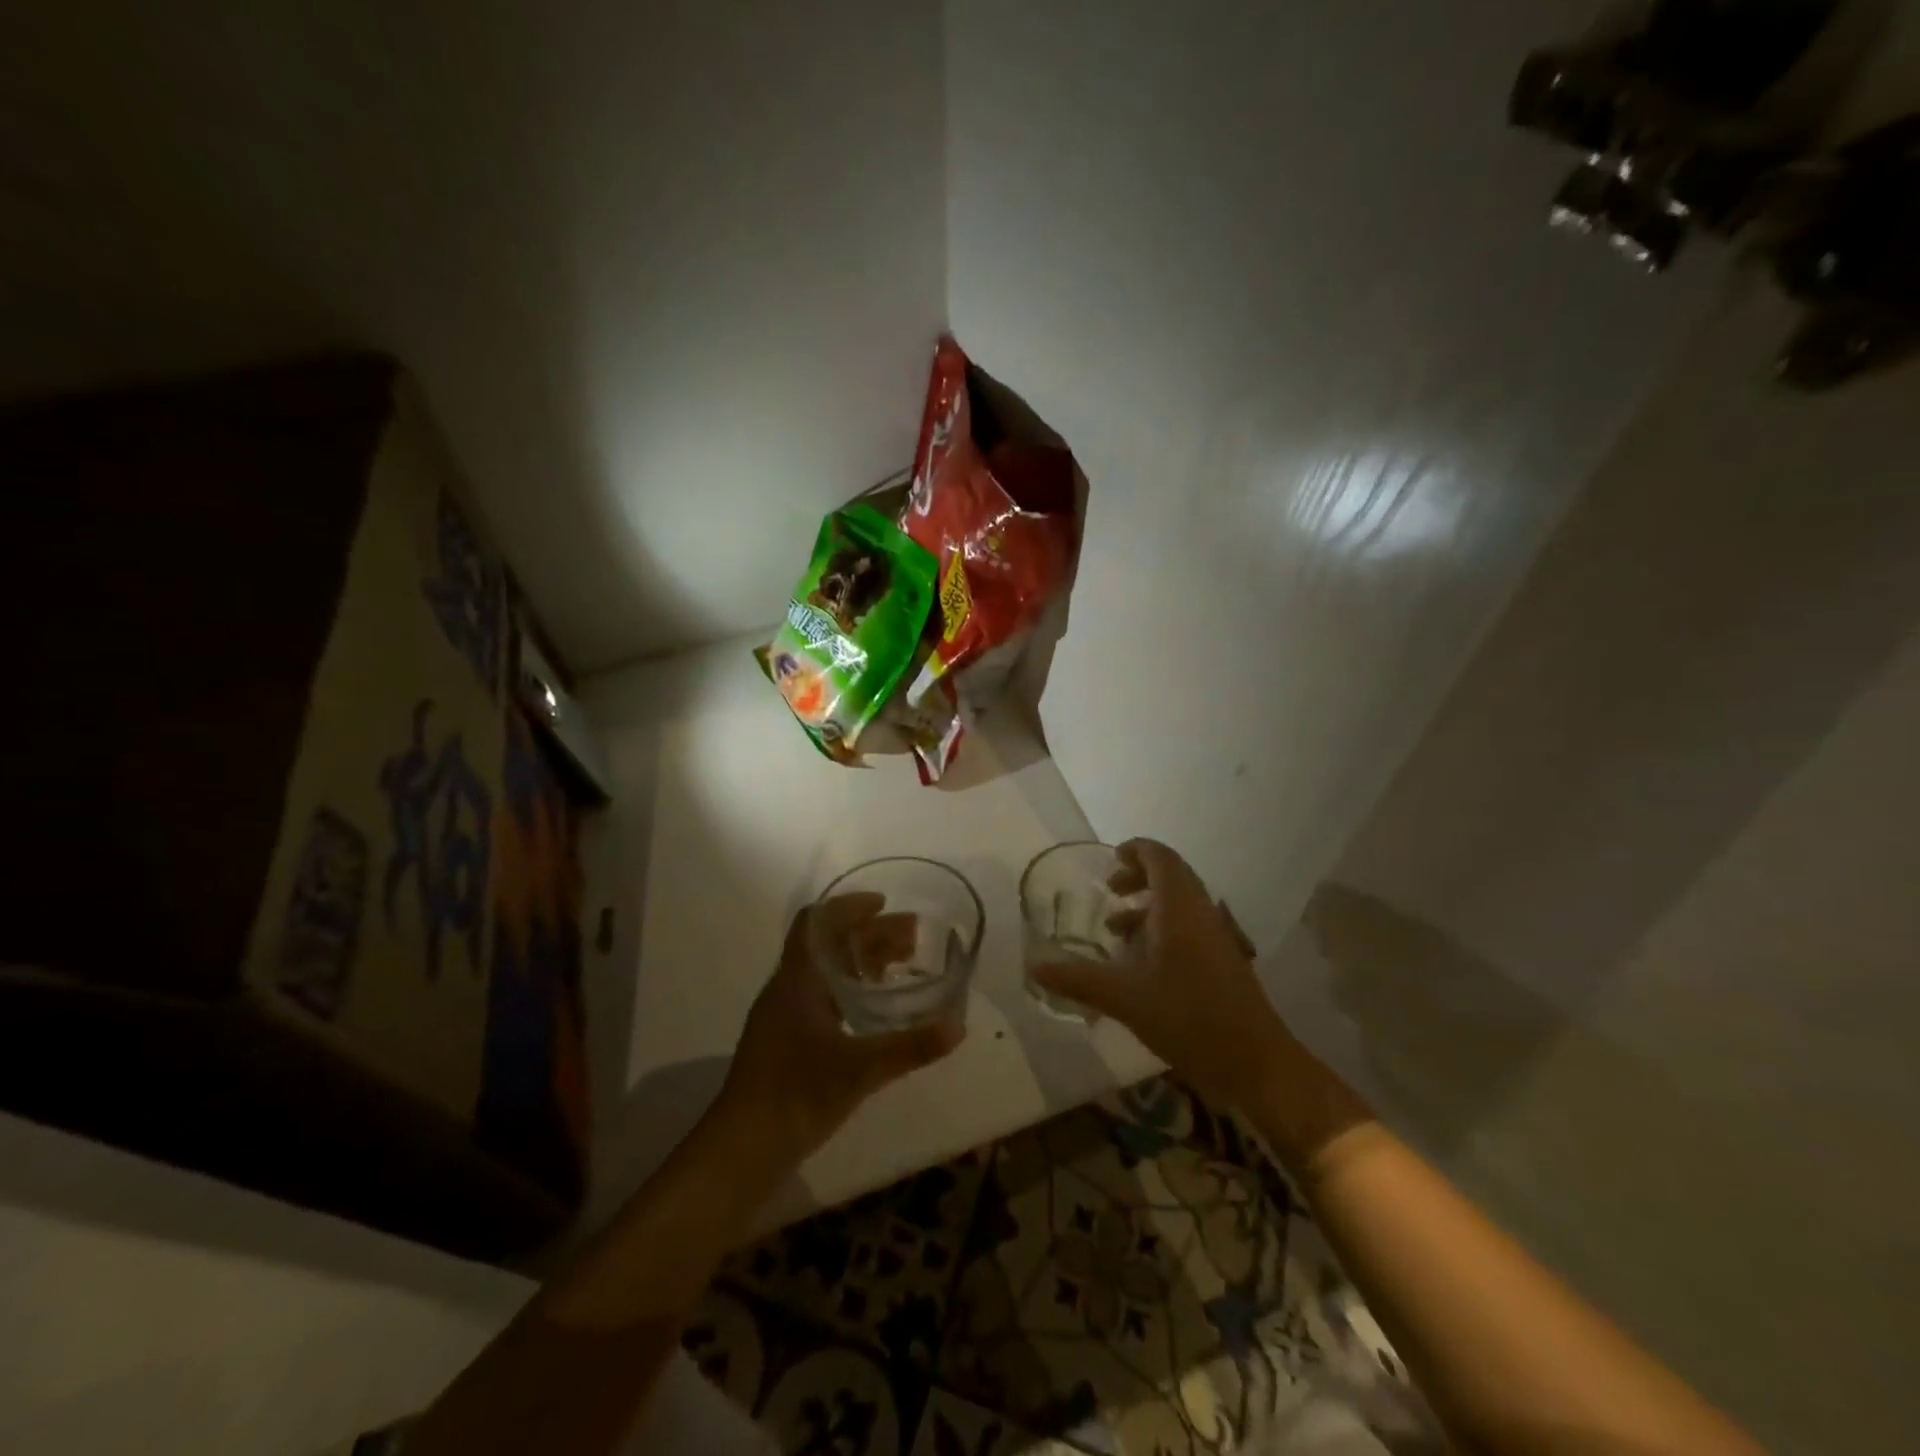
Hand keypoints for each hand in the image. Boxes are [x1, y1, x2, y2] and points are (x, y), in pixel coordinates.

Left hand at [719, 898, 965, 1161]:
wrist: (742, 1149)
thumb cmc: (796, 1094)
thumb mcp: (860, 1070)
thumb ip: (910, 1047)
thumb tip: (958, 1026)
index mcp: (798, 979)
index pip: (817, 922)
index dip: (849, 906)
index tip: (884, 904)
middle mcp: (789, 988)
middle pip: (830, 945)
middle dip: (871, 934)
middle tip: (914, 937)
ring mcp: (785, 1016)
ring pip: (828, 971)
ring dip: (863, 961)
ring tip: (903, 964)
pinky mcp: (787, 1041)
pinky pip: (824, 996)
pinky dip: (853, 989)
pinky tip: (878, 1008)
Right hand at [1031, 839, 1291, 1110]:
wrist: (1257, 1064)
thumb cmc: (1189, 1019)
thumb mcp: (1126, 999)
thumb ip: (1079, 980)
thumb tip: (1035, 967)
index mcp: (1180, 909)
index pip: (1160, 858)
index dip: (1136, 850)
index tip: (1111, 859)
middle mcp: (1201, 913)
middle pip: (1172, 875)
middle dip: (1138, 876)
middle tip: (1110, 890)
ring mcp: (1217, 937)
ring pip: (1181, 903)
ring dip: (1149, 905)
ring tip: (1116, 929)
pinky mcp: (1223, 960)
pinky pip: (1189, 926)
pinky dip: (1162, 928)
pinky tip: (1142, 963)